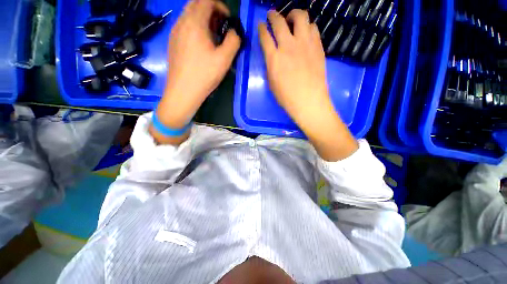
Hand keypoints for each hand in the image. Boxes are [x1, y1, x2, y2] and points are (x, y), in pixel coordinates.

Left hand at [151, 0, 240, 144]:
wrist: (183, 91)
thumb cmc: (204, 75)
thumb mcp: (224, 59)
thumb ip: (233, 41)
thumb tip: (234, 32)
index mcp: (194, 22)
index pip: (207, 0)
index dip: (220, 6)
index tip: (228, 20)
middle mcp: (182, 22)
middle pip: (195, 4)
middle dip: (211, 10)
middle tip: (220, 26)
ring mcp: (174, 32)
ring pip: (188, 14)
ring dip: (202, 18)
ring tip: (212, 36)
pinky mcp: (172, 42)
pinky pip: (184, 26)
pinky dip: (194, 27)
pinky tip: (201, 44)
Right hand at [259, 9, 327, 121]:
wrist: (308, 101)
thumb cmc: (287, 97)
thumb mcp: (271, 83)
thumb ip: (270, 65)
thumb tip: (271, 55)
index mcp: (274, 58)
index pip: (264, 36)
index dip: (261, 28)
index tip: (260, 25)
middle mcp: (288, 46)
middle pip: (279, 21)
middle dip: (273, 15)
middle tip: (272, 15)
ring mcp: (305, 44)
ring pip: (300, 16)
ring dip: (293, 15)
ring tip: (292, 20)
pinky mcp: (317, 46)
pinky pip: (313, 27)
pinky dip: (307, 26)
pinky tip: (305, 33)